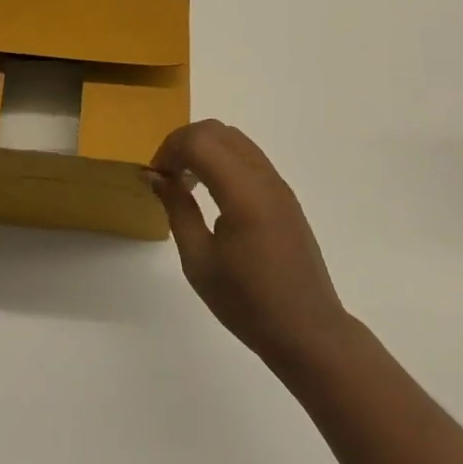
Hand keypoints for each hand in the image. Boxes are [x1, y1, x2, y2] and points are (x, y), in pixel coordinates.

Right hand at [148, 120, 353, 367]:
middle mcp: (263, 177)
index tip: (154, 176)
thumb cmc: (248, 303)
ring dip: (204, 148)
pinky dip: (223, 158)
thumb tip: (155, 175)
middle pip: (216, 131)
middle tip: (165, 174)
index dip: (169, 149)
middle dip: (184, 142)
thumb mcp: (199, 261)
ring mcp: (278, 183)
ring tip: (186, 181)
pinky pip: (249, 157)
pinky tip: (212, 192)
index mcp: (243, 192)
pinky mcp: (284, 195)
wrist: (308, 332)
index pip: (199, 141)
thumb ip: (177, 208)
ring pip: (234, 139)